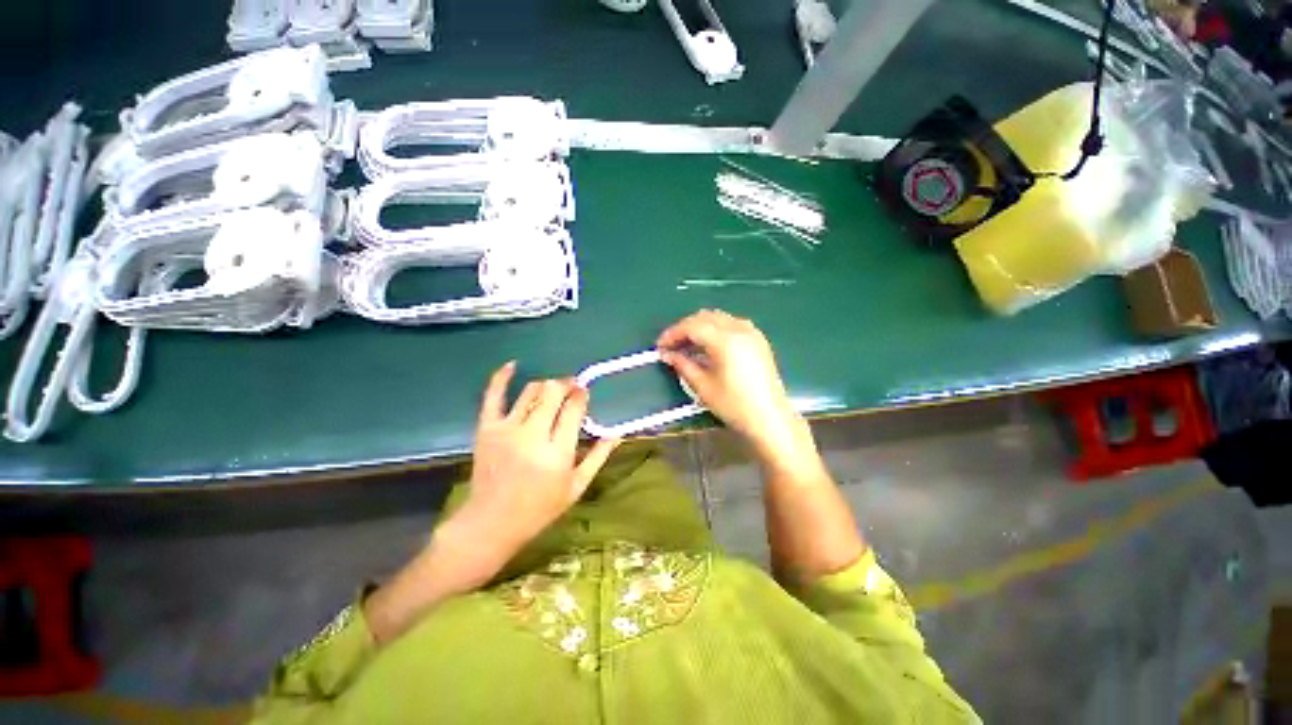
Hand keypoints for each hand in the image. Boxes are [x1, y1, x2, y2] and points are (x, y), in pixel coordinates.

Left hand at [453, 362, 619, 566]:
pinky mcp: (486, 428)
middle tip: (572, 387)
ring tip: (553, 389)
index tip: (584, 392)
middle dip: (566, 384)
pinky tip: (512, 364)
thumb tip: (617, 433)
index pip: (574, 408)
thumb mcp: (577, 486)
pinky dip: (502, 377)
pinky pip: (493, 395)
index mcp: (558, 452)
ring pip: (531, 391)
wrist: (491, 522)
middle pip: (553, 393)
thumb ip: (598, 457)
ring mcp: (507, 429)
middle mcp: (533, 435)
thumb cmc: (540, 508)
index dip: (581, 395)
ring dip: (546, 384)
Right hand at [657, 310, 812, 465]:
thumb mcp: (703, 387)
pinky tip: (708, 346)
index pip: (692, 326)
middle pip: (705, 317)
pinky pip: (732, 324)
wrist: (770, 419)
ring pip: (719, 318)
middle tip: (672, 345)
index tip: (660, 345)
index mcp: (725, 340)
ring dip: (700, 327)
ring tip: (687, 345)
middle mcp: (739, 329)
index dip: (673, 333)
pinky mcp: (758, 340)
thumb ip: (683, 365)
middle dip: (685, 328)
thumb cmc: (734, 405)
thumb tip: (668, 354)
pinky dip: (716, 329)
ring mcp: (751, 333)